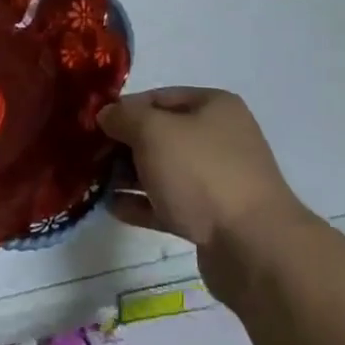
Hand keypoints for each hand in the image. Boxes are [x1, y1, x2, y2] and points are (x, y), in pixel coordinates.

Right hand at [99, 88, 313, 300]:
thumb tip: (107, 115)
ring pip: (165, 170)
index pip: (159, 97)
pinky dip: (144, 204)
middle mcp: (219, 137)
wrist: (253, 247)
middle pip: (162, 134)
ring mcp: (219, 180)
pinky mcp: (213, 218)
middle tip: (91, 156)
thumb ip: (124, 118)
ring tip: (97, 183)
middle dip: (125, 144)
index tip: (94, 125)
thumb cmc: (201, 173)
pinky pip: (171, 203)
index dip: (125, 108)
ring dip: (131, 176)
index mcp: (213, 106)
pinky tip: (114, 208)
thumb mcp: (153, 132)